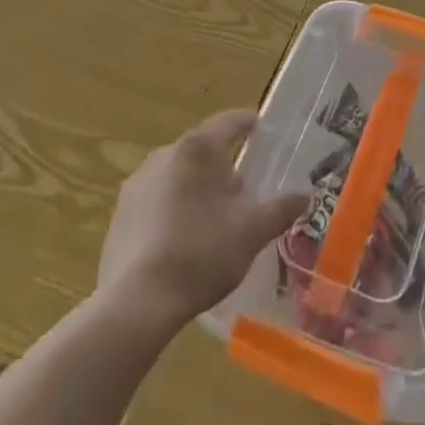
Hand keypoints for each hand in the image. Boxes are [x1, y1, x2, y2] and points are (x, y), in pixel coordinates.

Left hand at [98, 109, 307, 330]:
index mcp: (198, 149)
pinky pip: (155, 200)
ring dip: (196, 188)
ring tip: (214, 219)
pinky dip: (173, 209)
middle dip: (223, 166)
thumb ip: (281, 208)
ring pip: (177, 175)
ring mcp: (137, 183)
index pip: (229, 122)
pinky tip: (182, 241)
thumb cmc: (202, 252)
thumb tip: (304, 194)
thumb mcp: (252, 231)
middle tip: (244, 191)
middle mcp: (164, 154)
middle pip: (202, 150)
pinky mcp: (120, 214)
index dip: (248, 123)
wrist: (137, 301)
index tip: (261, 127)